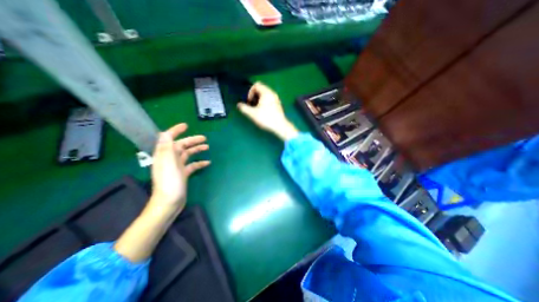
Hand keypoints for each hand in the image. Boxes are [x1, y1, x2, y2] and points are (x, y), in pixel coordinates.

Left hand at [151, 122, 211, 209]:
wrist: (169, 202)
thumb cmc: (169, 182)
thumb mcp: (168, 162)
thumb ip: (166, 147)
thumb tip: (165, 132)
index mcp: (165, 155)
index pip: (168, 138)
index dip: (176, 131)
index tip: (186, 126)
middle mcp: (170, 159)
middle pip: (181, 146)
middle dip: (192, 141)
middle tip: (204, 138)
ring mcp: (177, 167)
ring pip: (188, 154)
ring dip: (196, 150)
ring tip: (207, 147)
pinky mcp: (183, 174)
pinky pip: (192, 165)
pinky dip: (199, 163)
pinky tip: (207, 162)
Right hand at [238, 81, 300, 140]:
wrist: (280, 126)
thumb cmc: (267, 118)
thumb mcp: (253, 114)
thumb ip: (244, 108)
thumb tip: (239, 105)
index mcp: (266, 93)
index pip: (256, 85)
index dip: (250, 92)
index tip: (249, 101)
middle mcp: (272, 93)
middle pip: (261, 89)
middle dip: (254, 96)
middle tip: (252, 105)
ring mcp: (276, 99)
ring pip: (265, 95)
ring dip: (259, 100)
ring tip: (256, 109)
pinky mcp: (278, 105)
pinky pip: (269, 99)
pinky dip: (264, 102)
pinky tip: (263, 111)